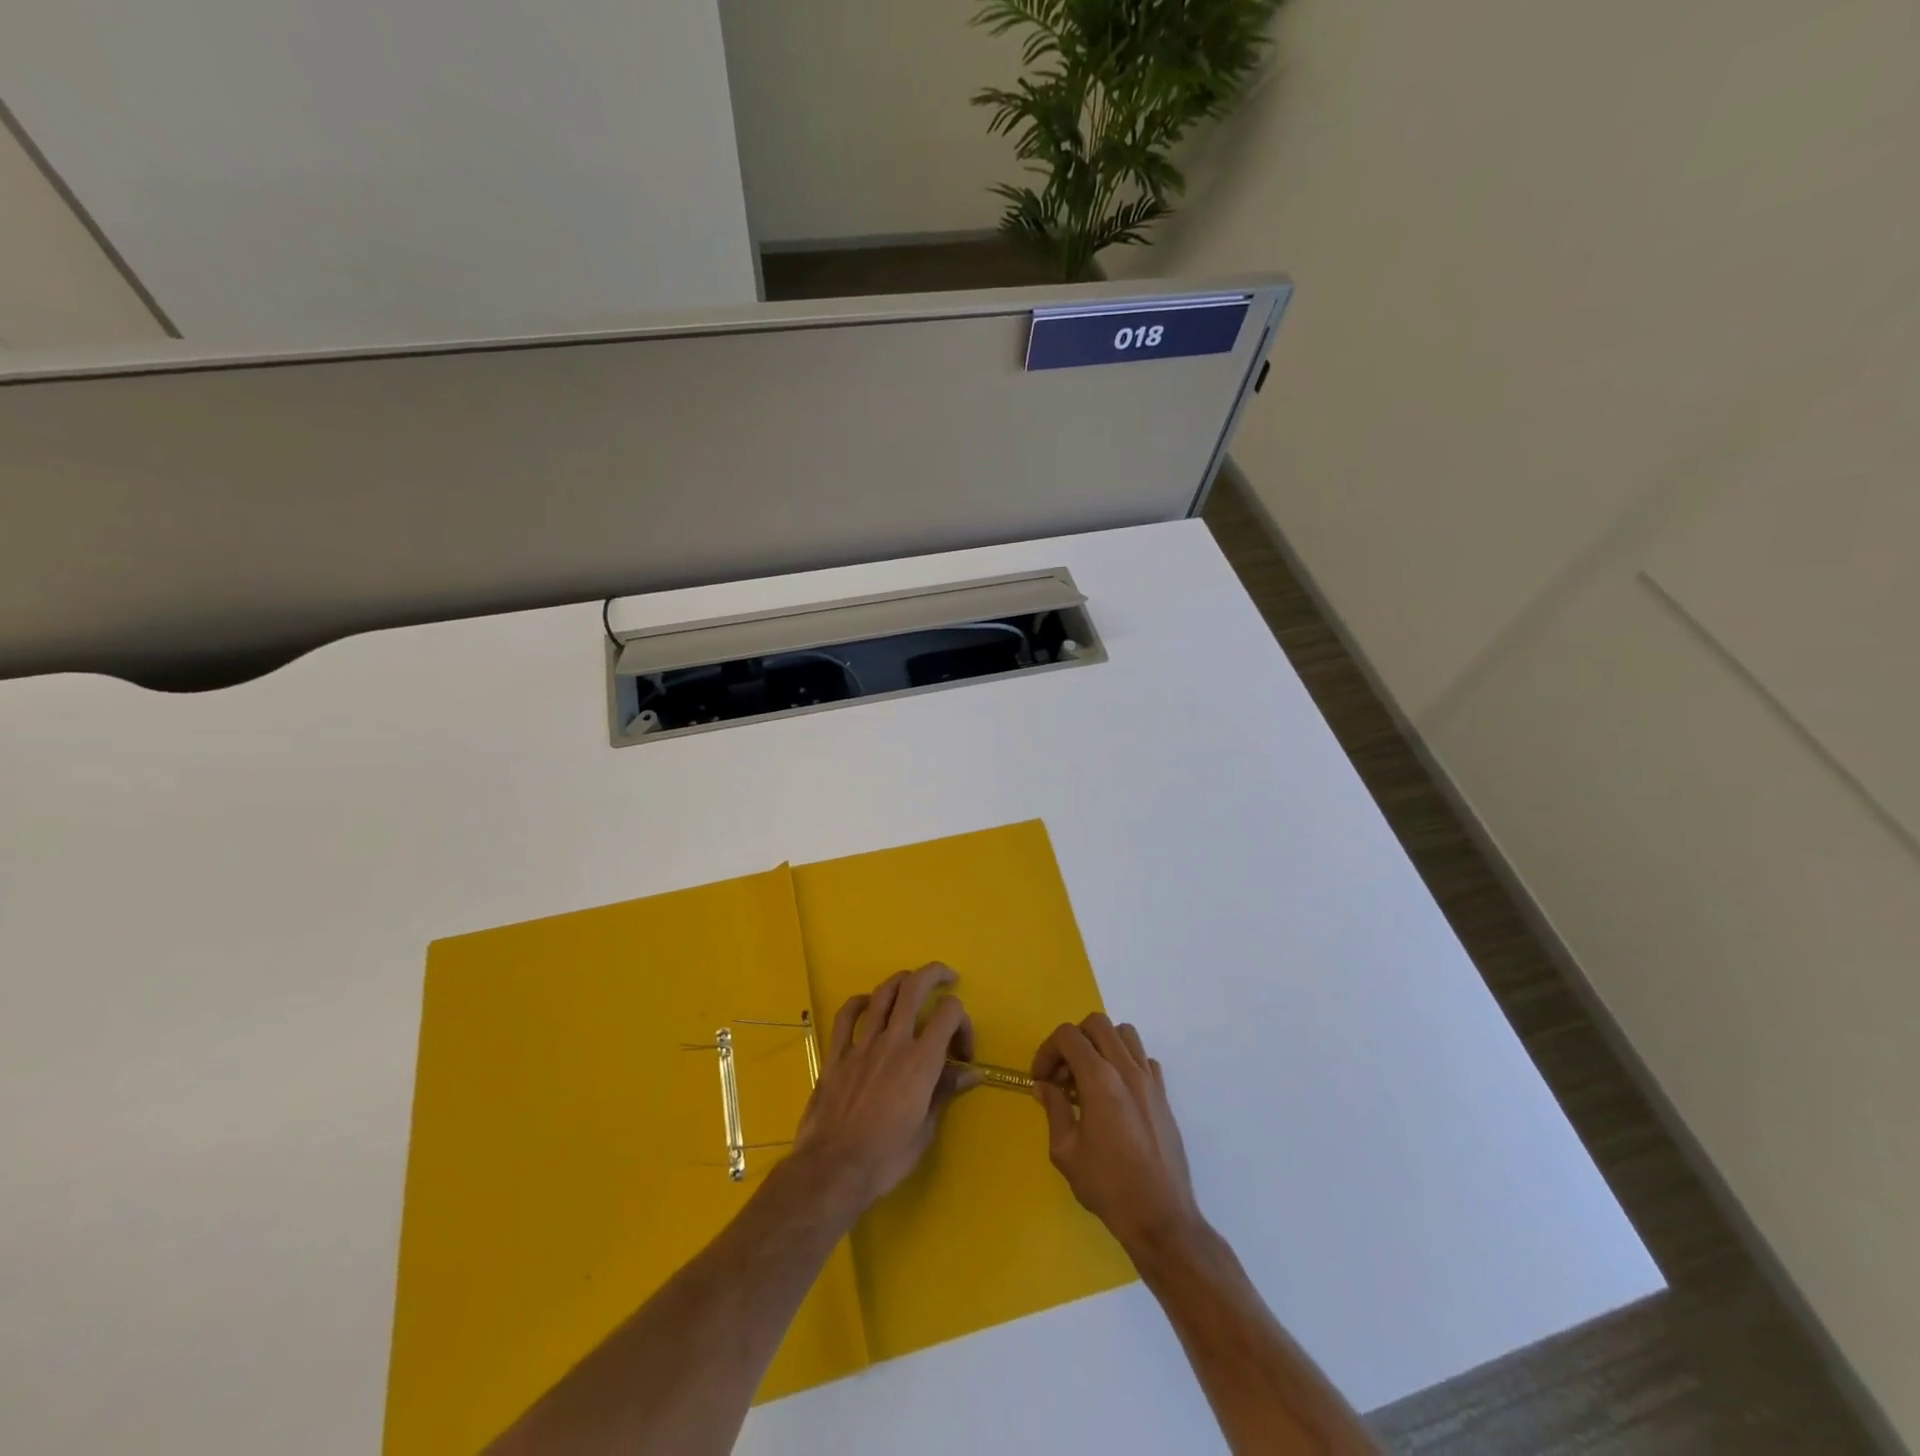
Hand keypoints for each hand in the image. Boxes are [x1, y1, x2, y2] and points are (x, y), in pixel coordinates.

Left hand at [791, 963, 977, 1215]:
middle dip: (934, 973)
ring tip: (911, 984)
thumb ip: (946, 1092)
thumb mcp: (926, 1130)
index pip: (949, 1012)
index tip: (962, 1052)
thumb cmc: (886, 1157)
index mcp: (921, 1061)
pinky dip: (859, 1002)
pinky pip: (846, 1015)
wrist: (833, 1170)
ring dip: (900, 981)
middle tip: (946, 977)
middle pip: (914, 987)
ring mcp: (862, 1044)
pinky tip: (867, 1004)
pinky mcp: (836, 1054)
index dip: (963, 1022)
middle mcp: (893, 1041)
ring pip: (882, 994)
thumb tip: (971, 1073)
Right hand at [1032, 1014, 1202, 1257]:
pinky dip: (1126, 1063)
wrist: (1161, 1218)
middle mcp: (1127, 1070)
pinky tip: (1116, 1093)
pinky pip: (1144, 1059)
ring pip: (1125, 1034)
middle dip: (1073, 1040)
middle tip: (1063, 1074)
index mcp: (1100, 1080)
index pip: (1068, 1036)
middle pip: (1097, 1024)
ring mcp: (1150, 1080)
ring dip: (1102, 1045)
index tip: (1041, 1079)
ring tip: (1089, 1076)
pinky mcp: (1164, 1096)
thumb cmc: (1108, 1187)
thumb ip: (1054, 1110)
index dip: (1047, 1050)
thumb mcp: (1066, 1152)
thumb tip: (1045, 1087)